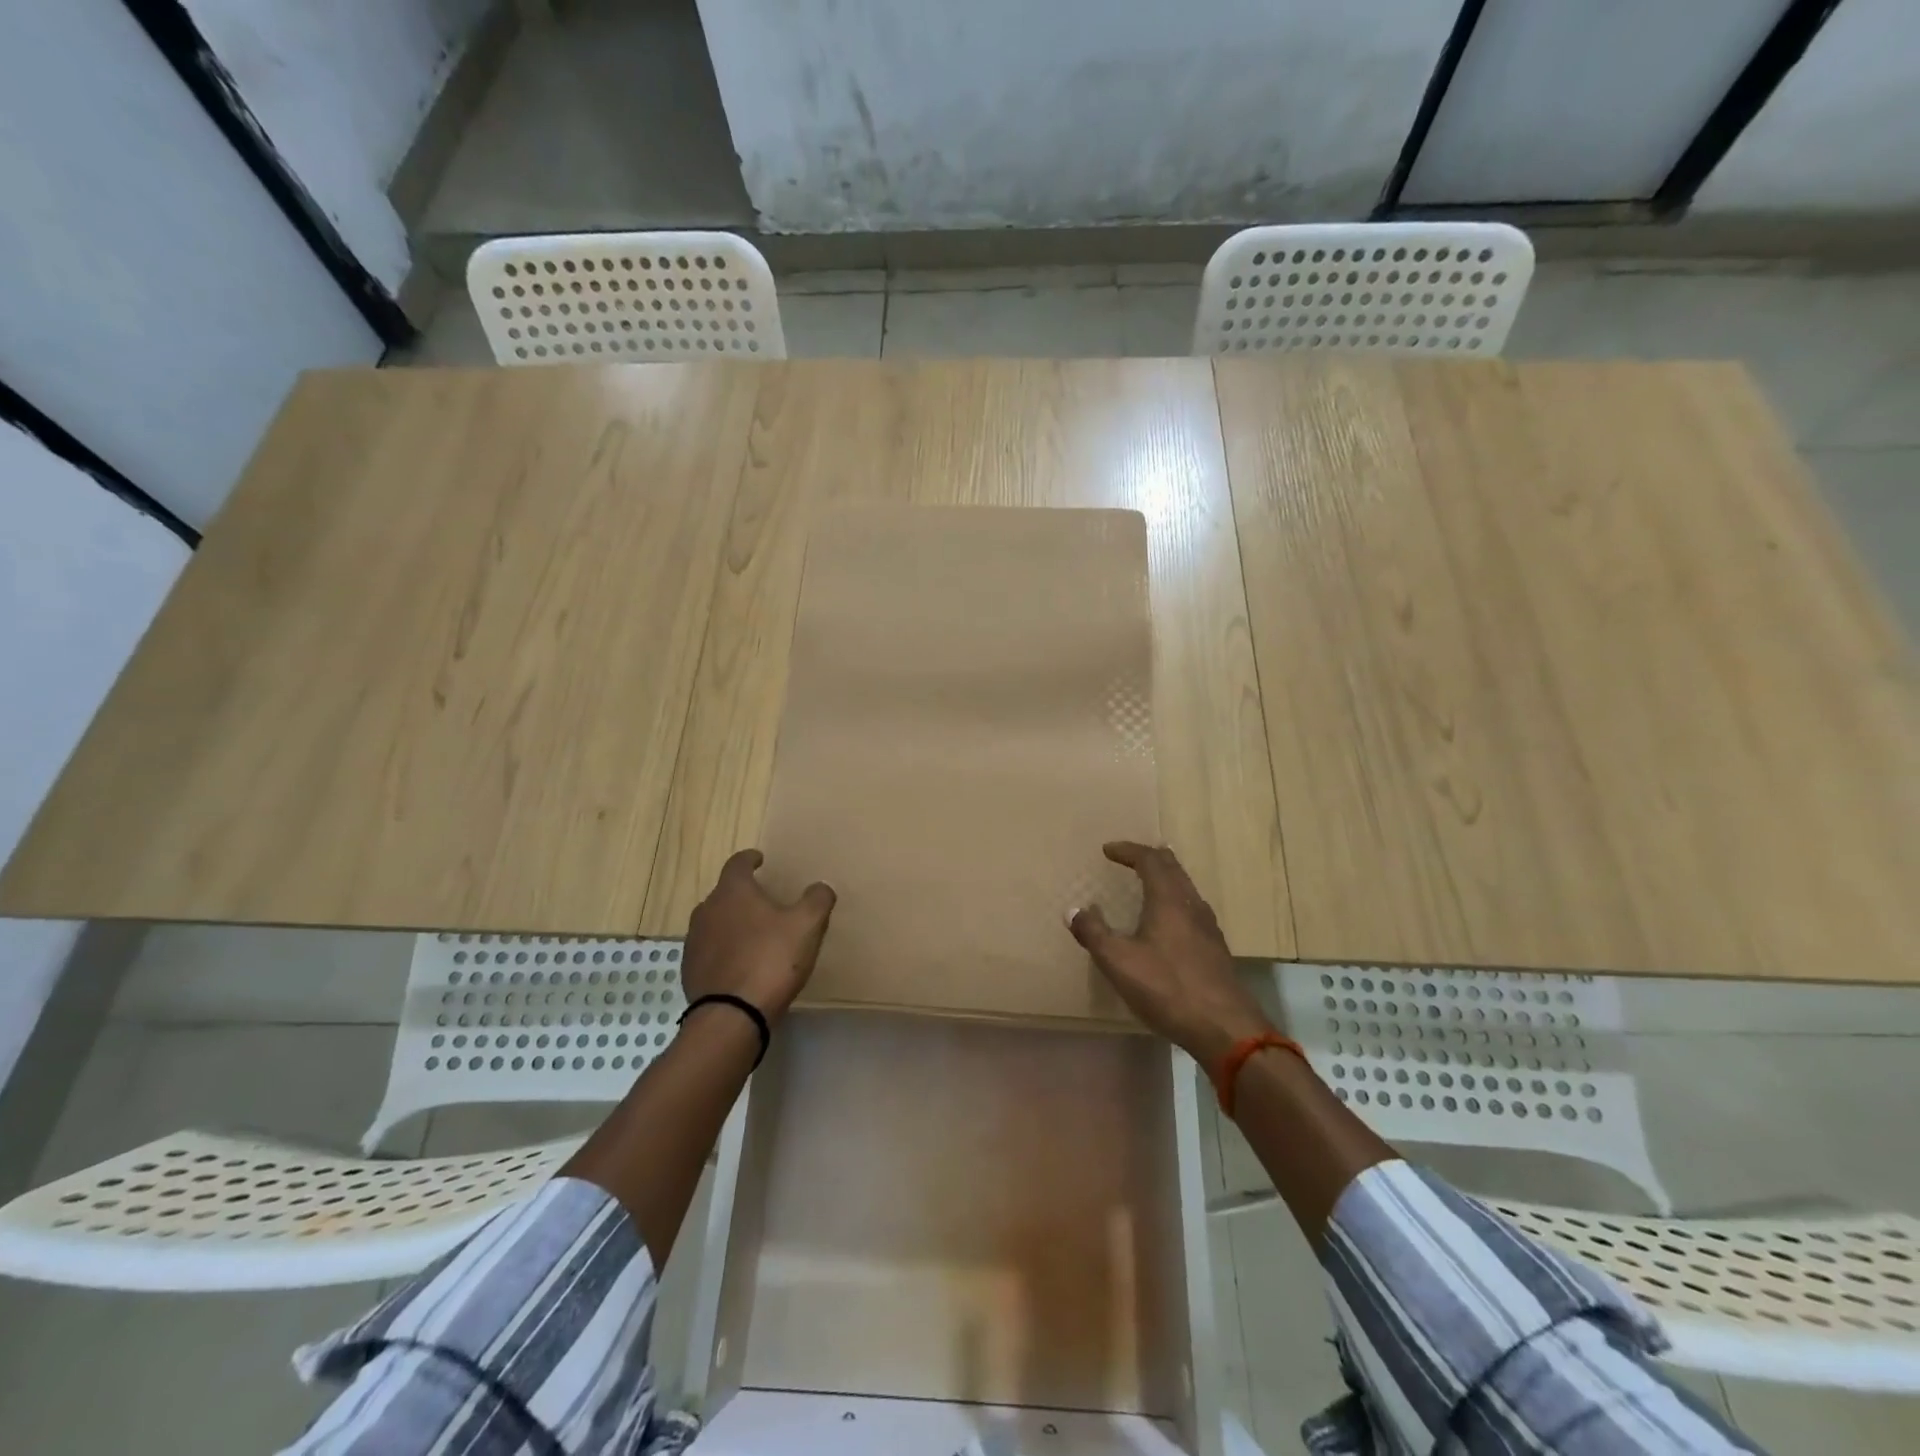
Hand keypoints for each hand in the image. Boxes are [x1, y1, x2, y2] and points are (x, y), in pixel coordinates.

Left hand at [683, 850, 835, 1020]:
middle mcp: (707, 910)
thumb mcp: (807, 926)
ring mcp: (694, 942)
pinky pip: (709, 951)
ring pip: (714, 923)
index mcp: (733, 891)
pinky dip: (724, 951)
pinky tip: (741, 965)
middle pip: (724, 893)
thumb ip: (817, 900)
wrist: (732, 1016)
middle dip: (743, 894)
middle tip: (764, 902)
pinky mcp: (690, 971)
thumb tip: (821, 888)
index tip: (760, 860)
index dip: (750, 859)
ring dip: (731, 924)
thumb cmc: (771, 960)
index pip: (738, 863)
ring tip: (753, 934)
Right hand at [1069, 842, 1273, 1063]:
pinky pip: (1192, 909)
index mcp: (1168, 900)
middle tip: (1130, 857)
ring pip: (1186, 889)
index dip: (1128, 851)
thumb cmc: (1167, 987)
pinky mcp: (1215, 949)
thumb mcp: (1118, 961)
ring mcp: (1208, 928)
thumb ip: (1094, 933)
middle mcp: (1191, 905)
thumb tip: (1074, 910)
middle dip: (1150, 858)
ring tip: (1149, 883)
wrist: (1224, 1027)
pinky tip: (1169, 923)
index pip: (1150, 860)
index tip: (1108, 850)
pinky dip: (1175, 901)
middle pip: (1173, 869)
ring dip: (1165, 879)